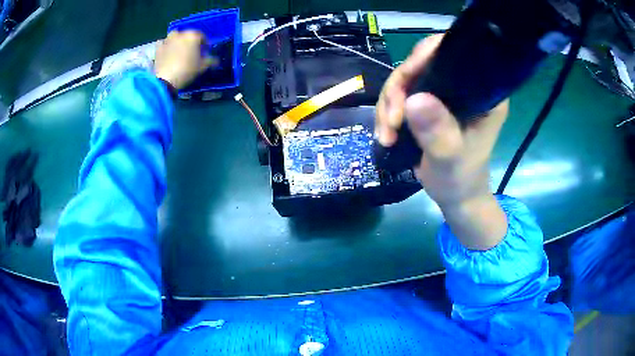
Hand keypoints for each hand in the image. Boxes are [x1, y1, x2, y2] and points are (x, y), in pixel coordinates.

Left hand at [154, 30, 216, 89]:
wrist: (165, 80)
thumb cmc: (187, 70)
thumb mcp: (202, 67)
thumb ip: (211, 61)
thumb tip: (216, 61)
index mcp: (193, 36)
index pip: (202, 37)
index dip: (204, 44)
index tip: (205, 52)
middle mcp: (180, 34)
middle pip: (187, 35)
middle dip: (190, 42)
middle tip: (191, 52)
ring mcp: (168, 40)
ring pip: (174, 37)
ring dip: (177, 41)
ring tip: (179, 51)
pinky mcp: (158, 48)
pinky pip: (163, 44)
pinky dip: (166, 46)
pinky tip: (167, 53)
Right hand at [376, 34, 508, 249]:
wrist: (454, 194)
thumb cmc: (460, 178)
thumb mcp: (450, 158)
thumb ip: (437, 131)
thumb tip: (413, 100)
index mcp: (482, 92)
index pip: (455, 54)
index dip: (427, 55)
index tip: (406, 78)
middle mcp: (463, 85)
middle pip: (422, 63)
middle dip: (399, 88)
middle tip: (392, 120)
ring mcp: (444, 92)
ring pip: (406, 79)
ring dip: (389, 104)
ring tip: (387, 134)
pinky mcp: (429, 102)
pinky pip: (400, 94)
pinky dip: (388, 111)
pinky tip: (386, 133)